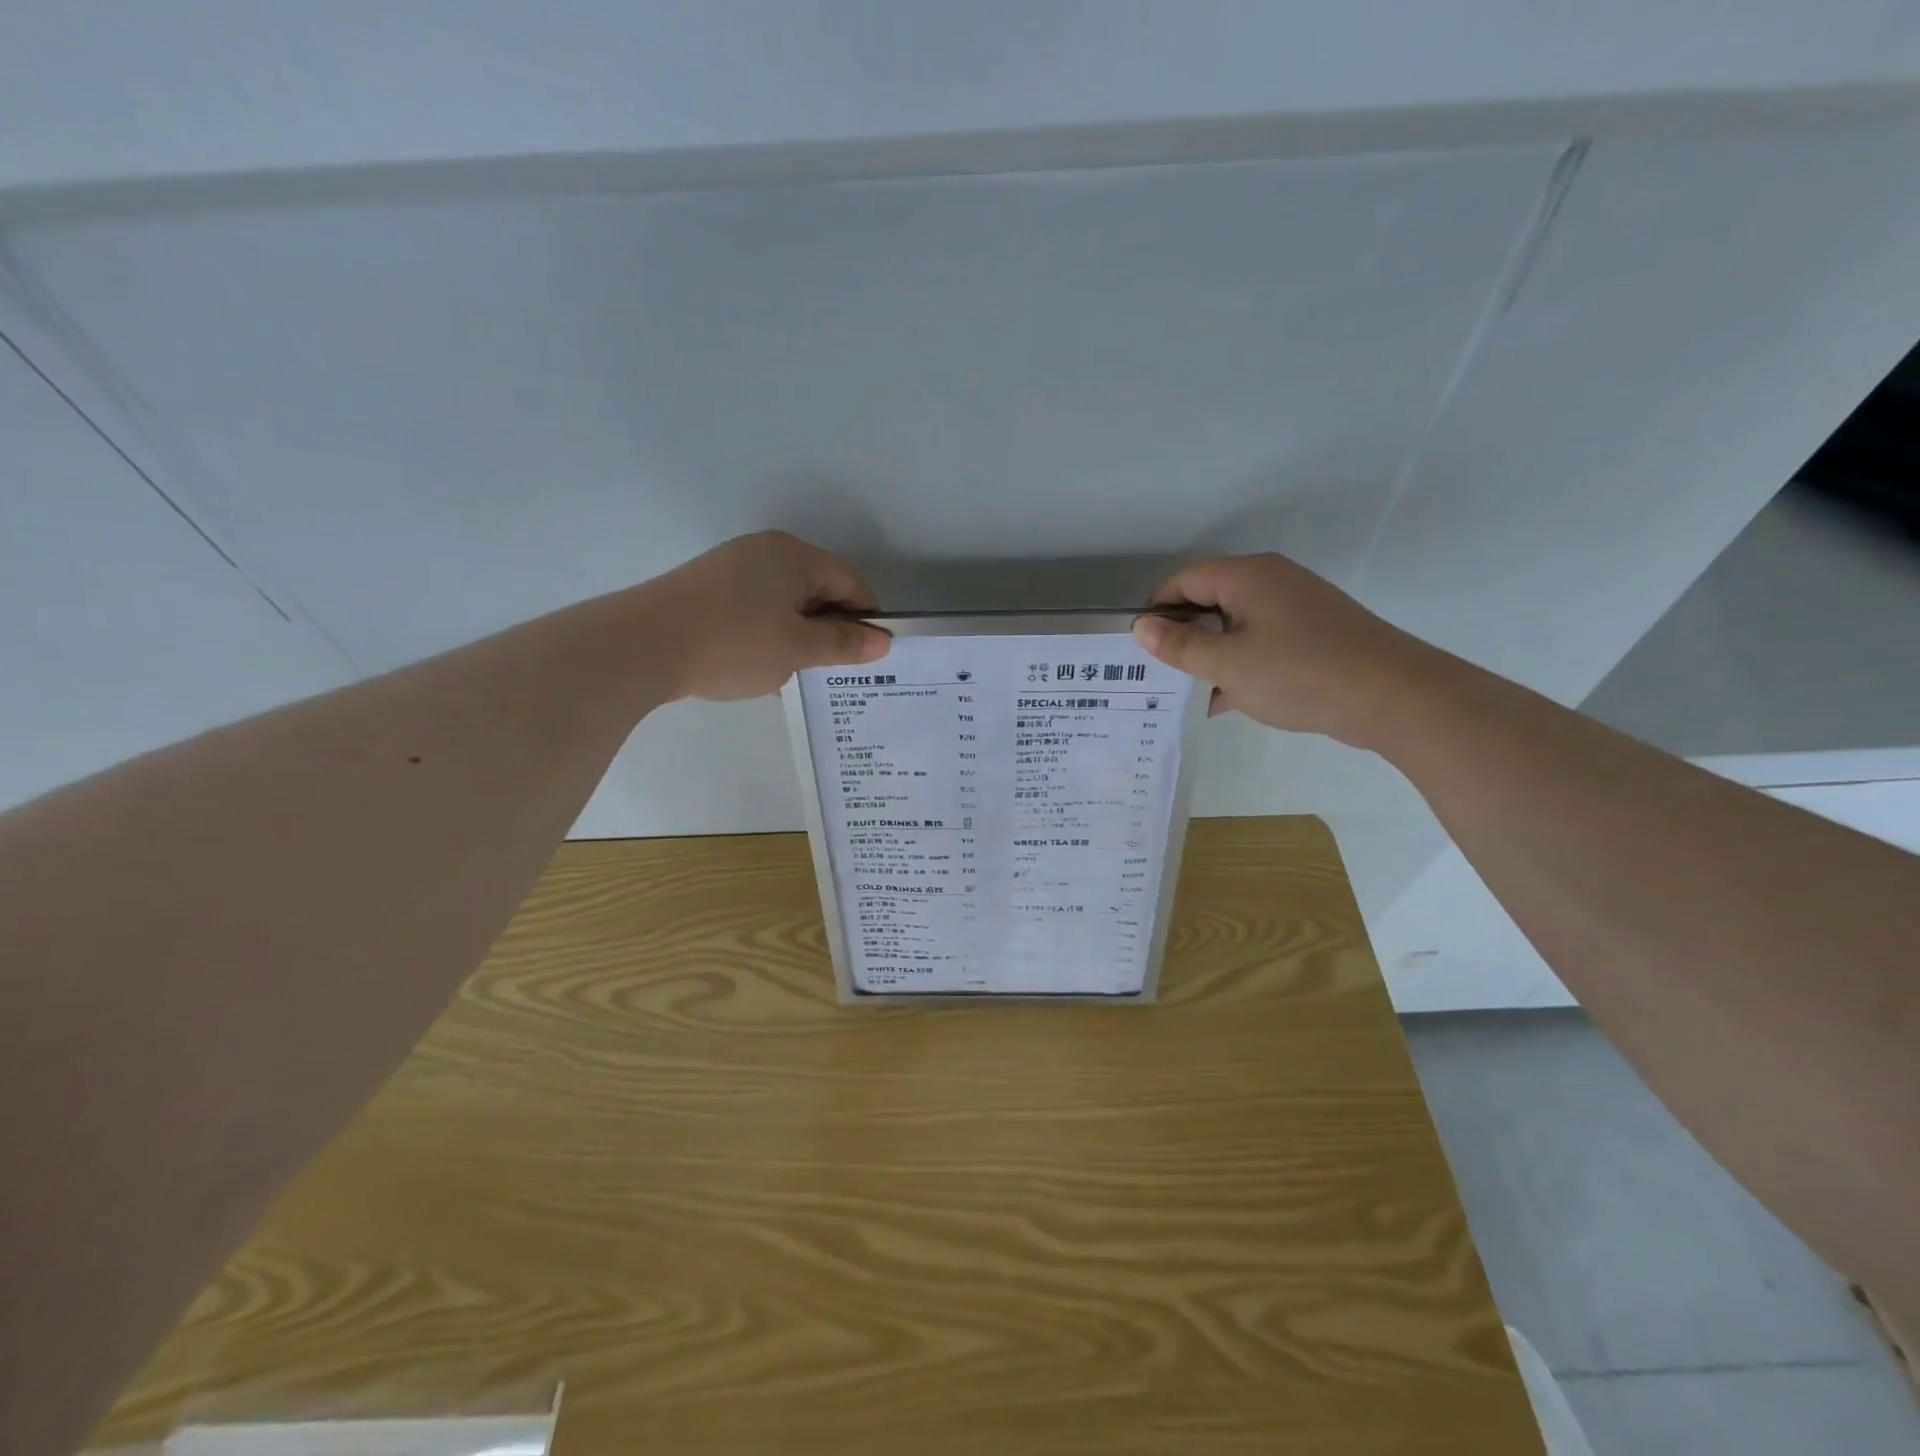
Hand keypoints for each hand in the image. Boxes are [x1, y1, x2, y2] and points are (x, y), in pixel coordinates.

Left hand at [646, 532, 891, 700]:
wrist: (643, 646)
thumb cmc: (735, 642)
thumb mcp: (798, 648)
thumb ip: (843, 644)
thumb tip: (883, 641)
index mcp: (793, 556)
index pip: (848, 582)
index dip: (866, 617)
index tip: (872, 654)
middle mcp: (763, 552)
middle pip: (816, 589)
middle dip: (830, 628)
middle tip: (837, 669)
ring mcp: (730, 569)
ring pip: (783, 603)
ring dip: (798, 636)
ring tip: (799, 673)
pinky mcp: (706, 590)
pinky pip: (754, 610)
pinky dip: (767, 635)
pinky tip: (762, 669)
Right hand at [1131, 554, 1442, 746]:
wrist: (1395, 697)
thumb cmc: (1300, 673)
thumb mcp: (1228, 664)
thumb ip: (1180, 646)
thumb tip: (1141, 627)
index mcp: (1247, 576)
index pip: (1184, 580)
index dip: (1156, 610)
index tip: (1139, 648)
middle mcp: (1271, 582)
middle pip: (1209, 600)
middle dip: (1182, 636)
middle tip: (1158, 673)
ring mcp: (1296, 608)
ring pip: (1235, 626)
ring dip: (1210, 656)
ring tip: (1186, 693)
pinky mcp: (1313, 635)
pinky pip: (1261, 642)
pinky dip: (1239, 665)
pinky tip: (1225, 701)